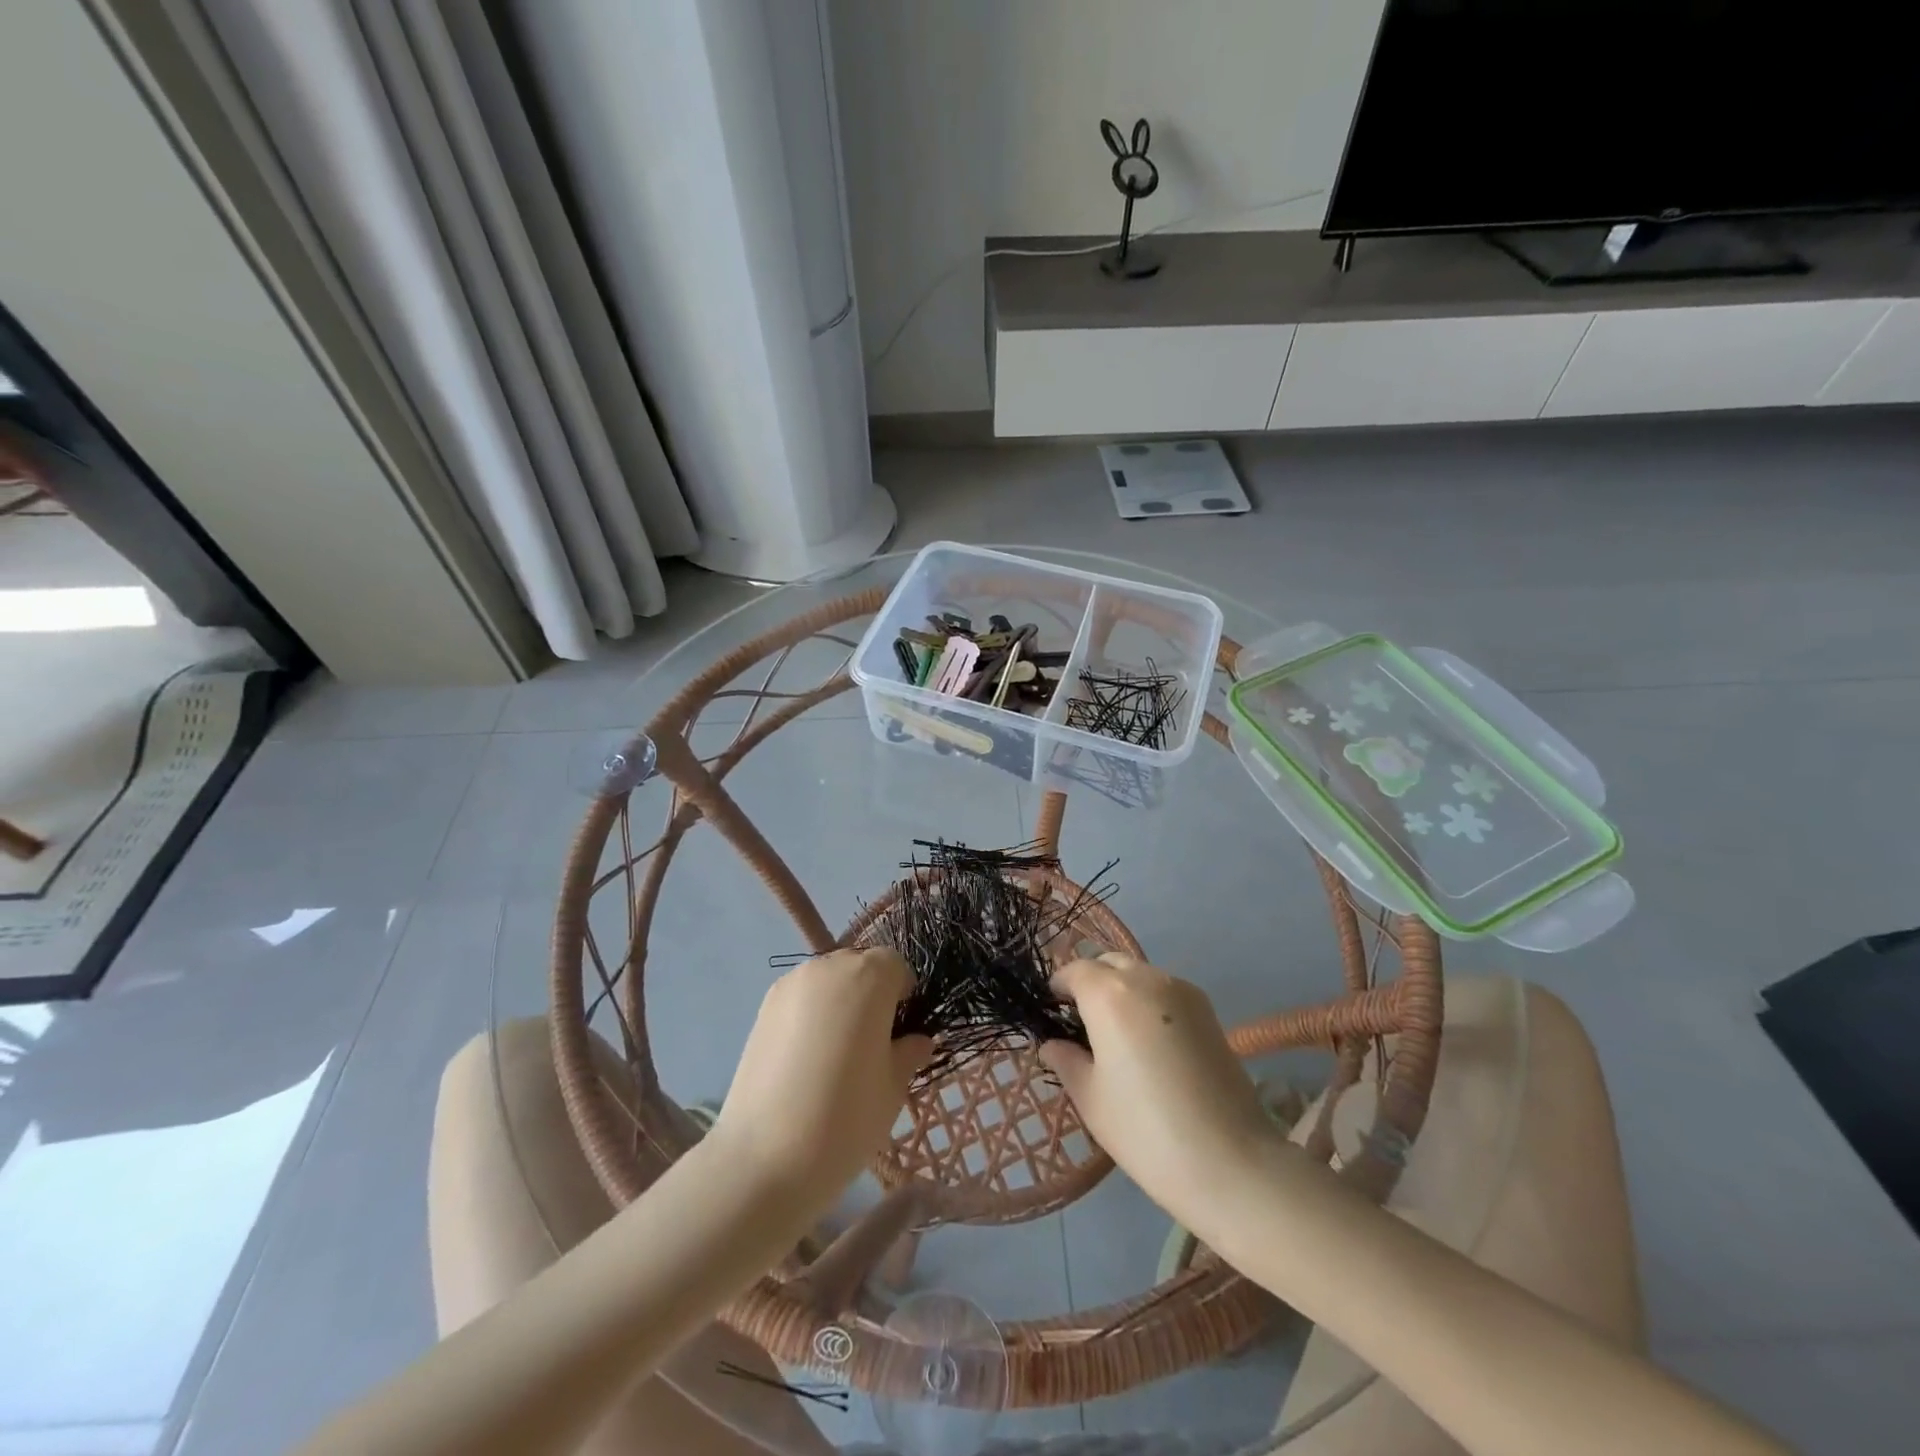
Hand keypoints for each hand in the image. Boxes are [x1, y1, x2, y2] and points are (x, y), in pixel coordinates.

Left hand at [711, 948, 930, 1208]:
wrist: (764, 1159)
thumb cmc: (845, 1118)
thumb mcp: (893, 1087)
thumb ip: (909, 1052)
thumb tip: (917, 1040)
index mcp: (868, 977)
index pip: (895, 965)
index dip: (903, 994)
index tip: (900, 1033)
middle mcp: (828, 967)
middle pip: (860, 966)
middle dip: (871, 994)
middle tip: (871, 1044)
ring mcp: (790, 985)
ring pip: (828, 980)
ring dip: (840, 1002)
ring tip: (836, 1054)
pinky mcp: (763, 1007)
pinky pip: (801, 998)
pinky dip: (811, 1015)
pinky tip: (807, 1059)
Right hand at [1041, 954, 1276, 1226]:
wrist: (1231, 1162)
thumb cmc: (1146, 1131)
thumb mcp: (1090, 1099)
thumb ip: (1066, 1060)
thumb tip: (1053, 1043)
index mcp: (1109, 994)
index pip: (1074, 971)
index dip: (1059, 988)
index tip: (1052, 1013)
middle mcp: (1146, 978)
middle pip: (1108, 963)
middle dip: (1090, 982)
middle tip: (1082, 1023)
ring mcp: (1182, 990)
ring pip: (1139, 973)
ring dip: (1121, 990)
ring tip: (1118, 1035)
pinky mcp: (1208, 1009)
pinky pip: (1165, 990)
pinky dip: (1148, 1001)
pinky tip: (1150, 1043)